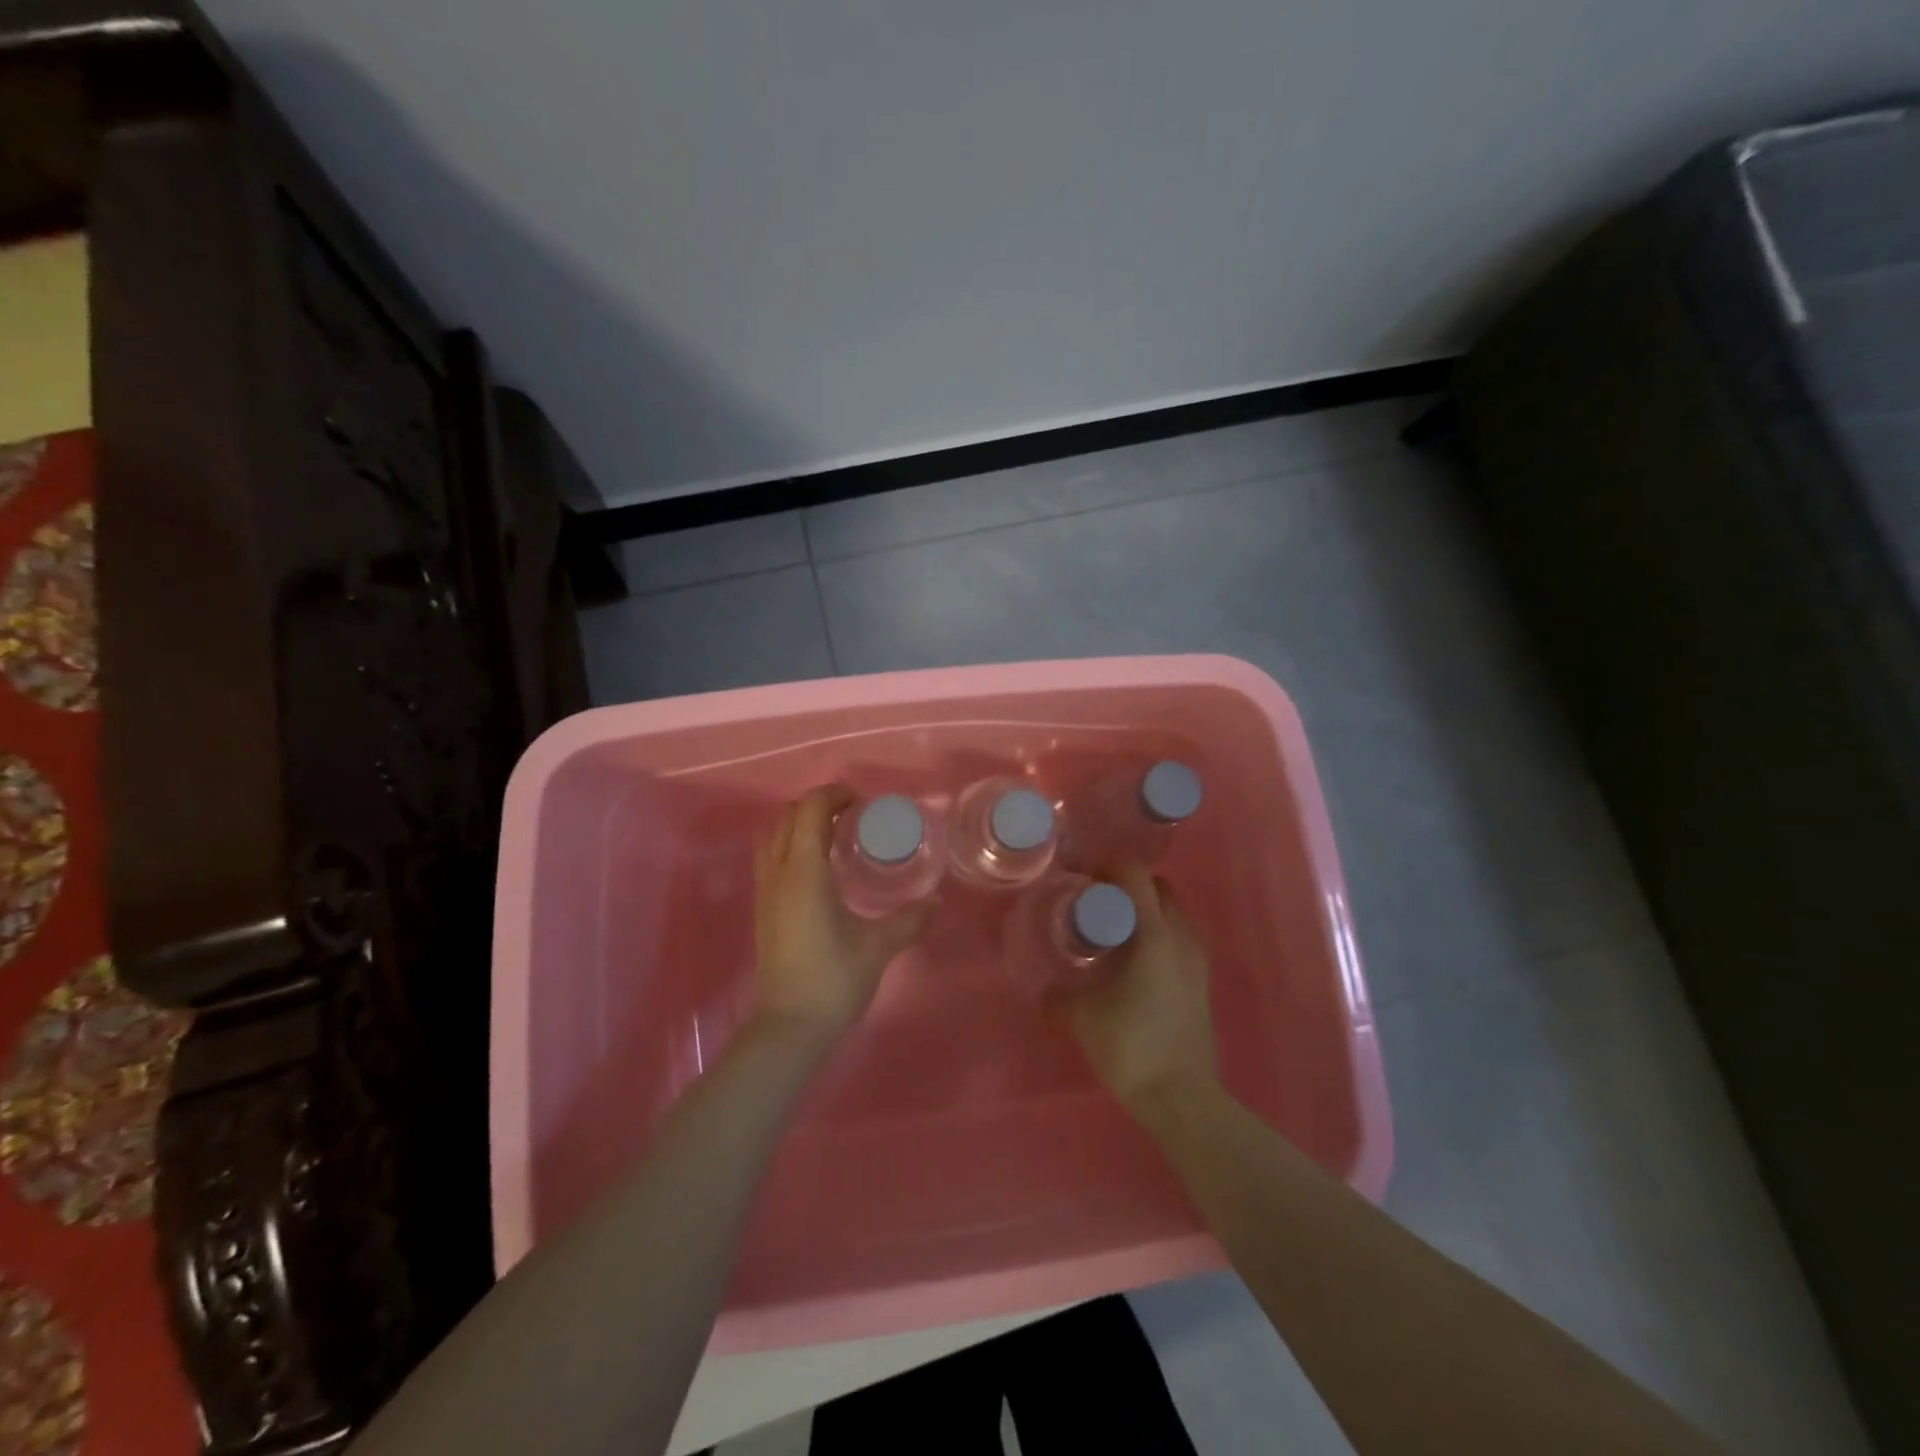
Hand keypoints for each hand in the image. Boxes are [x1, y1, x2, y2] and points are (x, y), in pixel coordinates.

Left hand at [752, 785, 937, 1040]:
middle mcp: (778, 872)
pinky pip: (769, 857)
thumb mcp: (879, 946)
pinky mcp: (761, 908)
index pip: (810, 809)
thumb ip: (910, 919)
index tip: (864, 805)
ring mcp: (764, 890)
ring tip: (833, 836)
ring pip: (772, 835)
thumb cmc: (835, 979)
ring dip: (800, 823)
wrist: (789, 1026)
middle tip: (853, 817)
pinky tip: (818, 868)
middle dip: (819, 805)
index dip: (835, 795)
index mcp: (804, 872)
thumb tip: (937, 902)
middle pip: (788, 815)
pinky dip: (789, 844)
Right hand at [1058, 864, 1218, 1112]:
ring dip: (1142, 911)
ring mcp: (1197, 958)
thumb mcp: (1082, 1017)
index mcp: (1154, 933)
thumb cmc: (1131, 1046)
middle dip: (1124, 885)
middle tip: (1093, 903)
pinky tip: (1130, 962)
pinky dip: (1154, 934)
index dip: (1103, 865)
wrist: (1181, 1098)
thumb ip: (1058, 996)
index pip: (1133, 873)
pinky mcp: (1201, 980)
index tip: (1078, 877)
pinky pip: (1176, 937)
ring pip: (1170, 912)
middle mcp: (1181, 936)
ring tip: (1111, 933)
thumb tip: (1045, 992)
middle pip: (1155, 887)